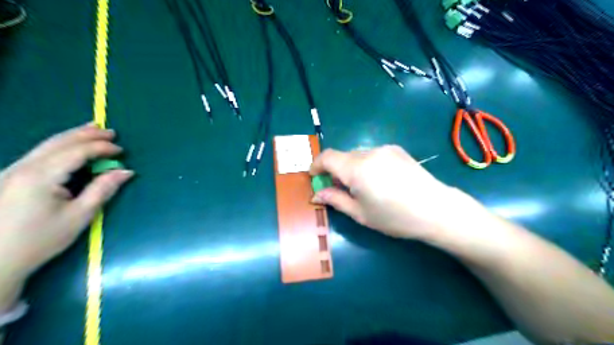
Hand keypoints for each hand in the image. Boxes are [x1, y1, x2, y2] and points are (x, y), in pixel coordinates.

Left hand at [0, 122, 132, 307]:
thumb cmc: (41, 239)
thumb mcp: (80, 215)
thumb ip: (103, 189)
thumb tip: (125, 171)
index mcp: (40, 176)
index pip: (76, 152)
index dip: (101, 148)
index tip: (121, 151)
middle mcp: (23, 167)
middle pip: (59, 142)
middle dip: (87, 135)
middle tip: (111, 132)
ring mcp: (13, 171)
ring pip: (47, 145)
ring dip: (73, 136)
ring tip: (93, 130)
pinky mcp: (10, 177)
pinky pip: (40, 153)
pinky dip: (60, 145)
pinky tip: (70, 145)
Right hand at [309, 146, 467, 238]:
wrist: (436, 209)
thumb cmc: (394, 217)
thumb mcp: (360, 213)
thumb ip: (335, 200)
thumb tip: (316, 194)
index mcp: (356, 168)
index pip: (327, 157)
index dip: (316, 165)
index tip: (314, 177)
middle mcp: (369, 152)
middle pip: (342, 156)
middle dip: (334, 170)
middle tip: (338, 189)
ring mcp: (385, 149)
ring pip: (357, 155)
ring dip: (350, 167)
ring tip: (361, 187)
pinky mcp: (397, 150)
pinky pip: (372, 154)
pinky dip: (365, 164)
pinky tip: (378, 180)